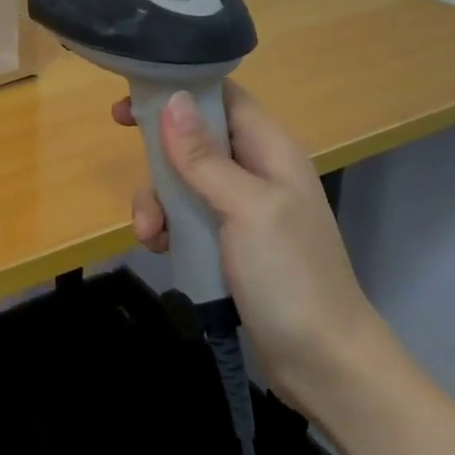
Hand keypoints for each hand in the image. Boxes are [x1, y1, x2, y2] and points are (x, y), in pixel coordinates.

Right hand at [113, 82, 386, 408]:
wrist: (324, 364)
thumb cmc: (290, 276)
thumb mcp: (245, 208)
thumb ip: (205, 156)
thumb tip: (172, 99)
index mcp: (270, 150)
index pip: (223, 97)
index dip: (179, 90)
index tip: (134, 100)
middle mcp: (257, 170)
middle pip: (195, 138)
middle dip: (161, 156)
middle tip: (130, 163)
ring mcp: (243, 208)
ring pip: (184, 180)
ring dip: (158, 200)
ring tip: (149, 233)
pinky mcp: (230, 242)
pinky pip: (187, 216)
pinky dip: (168, 226)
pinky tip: (159, 247)